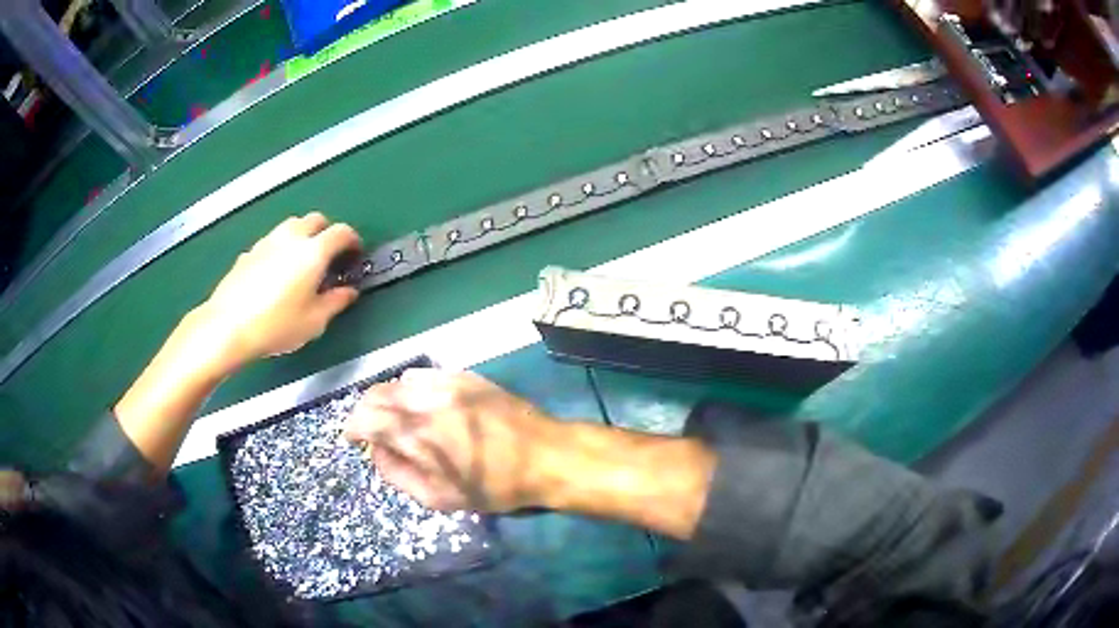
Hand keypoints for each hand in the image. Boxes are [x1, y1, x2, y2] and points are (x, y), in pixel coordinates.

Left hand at [198, 212, 361, 368]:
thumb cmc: (275, 326)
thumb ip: (336, 302)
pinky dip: (281, 250)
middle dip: (327, 233)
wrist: (228, 327)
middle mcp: (291, 238)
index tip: (355, 253)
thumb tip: (347, 293)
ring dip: (303, 237)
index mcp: (313, 252)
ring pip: (291, 226)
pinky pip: (272, 242)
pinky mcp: (248, 253)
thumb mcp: (315, 322)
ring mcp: (267, 242)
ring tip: (303, 263)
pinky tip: (277, 274)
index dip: (353, 241)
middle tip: (330, 256)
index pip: (342, 232)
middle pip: (316, 220)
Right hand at [344, 369, 561, 512]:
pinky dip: (415, 390)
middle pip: (377, 393)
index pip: (365, 417)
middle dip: (366, 412)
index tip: (353, 440)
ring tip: (402, 420)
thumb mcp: (441, 498)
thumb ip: (398, 474)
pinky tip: (428, 408)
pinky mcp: (467, 376)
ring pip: (400, 381)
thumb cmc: (496, 487)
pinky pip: (426, 376)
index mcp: (418, 433)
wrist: (546, 456)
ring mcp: (449, 382)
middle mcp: (427, 399)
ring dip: (391, 399)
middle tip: (374, 433)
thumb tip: (377, 452)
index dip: (351, 428)